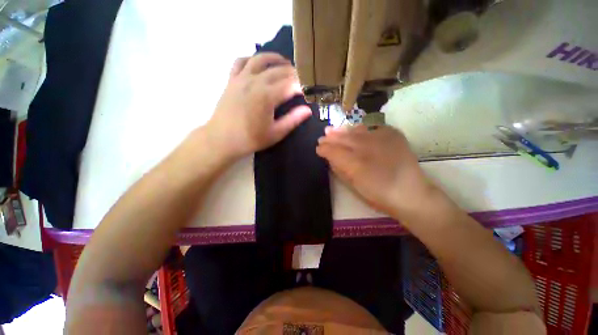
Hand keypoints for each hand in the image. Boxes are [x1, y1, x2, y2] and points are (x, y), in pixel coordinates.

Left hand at [205, 53, 311, 160]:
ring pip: (260, 59)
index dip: (302, 86)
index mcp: (267, 96)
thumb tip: (307, 110)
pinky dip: (251, 59)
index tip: (308, 91)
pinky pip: (241, 61)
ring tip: (285, 63)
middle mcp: (255, 82)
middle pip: (279, 70)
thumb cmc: (251, 139)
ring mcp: (241, 78)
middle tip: (301, 79)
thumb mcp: (275, 133)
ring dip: (275, 59)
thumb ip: (292, 120)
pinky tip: (258, 63)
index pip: (290, 85)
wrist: (222, 139)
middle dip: (293, 73)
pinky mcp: (232, 79)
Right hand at [316, 125, 434, 215]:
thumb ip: (339, 170)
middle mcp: (366, 147)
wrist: (410, 194)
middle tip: (323, 137)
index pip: (333, 151)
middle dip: (331, 138)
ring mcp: (380, 138)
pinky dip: (361, 130)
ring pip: (355, 131)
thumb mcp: (353, 186)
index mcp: (354, 164)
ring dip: (343, 131)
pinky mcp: (393, 135)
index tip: (318, 148)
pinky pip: (372, 128)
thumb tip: (330, 158)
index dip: (324, 149)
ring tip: (334, 130)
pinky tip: (355, 131)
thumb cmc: (378, 195)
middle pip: (343, 138)